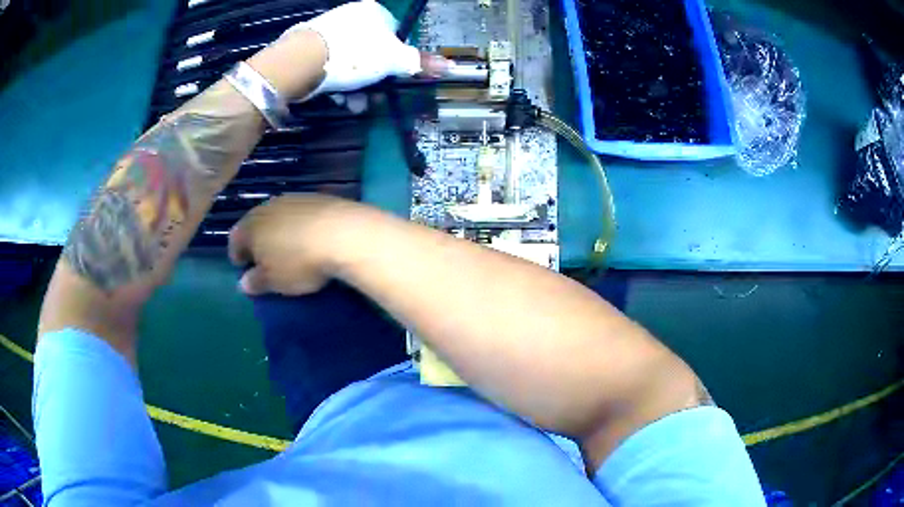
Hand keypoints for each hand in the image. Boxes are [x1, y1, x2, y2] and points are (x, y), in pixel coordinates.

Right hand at [228, 195, 354, 295]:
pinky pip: (301, 214)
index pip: (235, 239)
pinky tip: (310, 237)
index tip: (243, 268)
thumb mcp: (274, 281)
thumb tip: (244, 282)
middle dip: (257, 241)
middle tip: (264, 260)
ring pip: (278, 216)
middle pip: (255, 224)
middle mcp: (267, 206)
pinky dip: (300, 226)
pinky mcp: (318, 197)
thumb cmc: (298, 262)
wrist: (342, 233)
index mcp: (250, 225)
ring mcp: (293, 198)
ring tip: (288, 249)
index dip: (237, 255)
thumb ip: (256, 282)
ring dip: (278, 232)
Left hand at [284, 0, 423, 97]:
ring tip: (353, 104)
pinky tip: (337, 98)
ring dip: (357, 87)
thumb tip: (450, 66)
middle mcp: (352, 16)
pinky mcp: (310, 47)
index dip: (396, 59)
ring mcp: (329, 30)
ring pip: (351, 61)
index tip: (393, 78)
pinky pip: (332, 65)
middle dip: (374, 80)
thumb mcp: (392, 60)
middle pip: (372, 51)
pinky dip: (337, 83)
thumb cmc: (354, 55)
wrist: (300, 61)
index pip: (395, 34)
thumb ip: (419, 63)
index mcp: (374, 11)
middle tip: (372, 98)